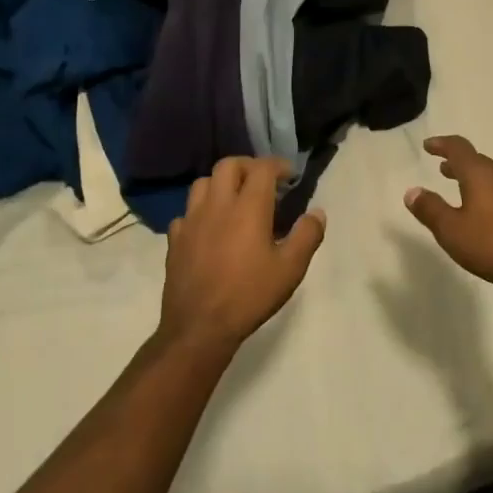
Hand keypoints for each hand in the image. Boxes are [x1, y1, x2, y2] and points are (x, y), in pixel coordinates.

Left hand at [160, 158, 326, 353]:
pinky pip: (186, 213)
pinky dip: (200, 212)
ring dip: (221, 184)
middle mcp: (217, 205)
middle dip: (248, 166)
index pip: (262, 168)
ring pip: (202, 183)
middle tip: (262, 182)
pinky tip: (208, 229)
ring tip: (234, 200)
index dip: (278, 165)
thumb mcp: (290, 269)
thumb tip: (317, 212)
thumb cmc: (249, 295)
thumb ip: (307, 236)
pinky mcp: (175, 239)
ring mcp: (191, 220)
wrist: (199, 327)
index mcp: (248, 207)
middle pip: (228, 165)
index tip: (290, 176)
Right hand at [404, 137, 492, 296]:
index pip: (458, 148)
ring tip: (466, 192)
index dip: (442, 144)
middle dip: (459, 164)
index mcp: (481, 174)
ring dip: (478, 180)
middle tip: (444, 170)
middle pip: (478, 162)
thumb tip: (412, 191)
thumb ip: (430, 209)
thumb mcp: (451, 231)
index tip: (429, 146)